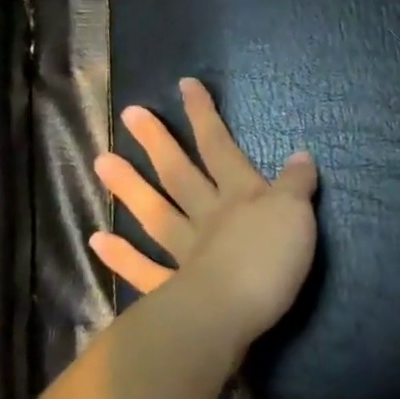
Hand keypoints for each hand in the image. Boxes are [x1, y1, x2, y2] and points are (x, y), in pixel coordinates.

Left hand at [90, 78, 318, 349]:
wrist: (234, 313)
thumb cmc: (270, 258)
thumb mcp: (296, 213)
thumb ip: (296, 184)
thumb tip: (301, 155)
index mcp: (242, 196)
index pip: (221, 147)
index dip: (204, 116)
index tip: (185, 85)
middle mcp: (210, 217)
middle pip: (181, 174)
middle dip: (159, 142)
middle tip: (130, 115)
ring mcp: (187, 252)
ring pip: (157, 213)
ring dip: (130, 188)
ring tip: (102, 161)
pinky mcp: (175, 289)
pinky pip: (145, 270)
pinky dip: (122, 256)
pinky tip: (98, 239)